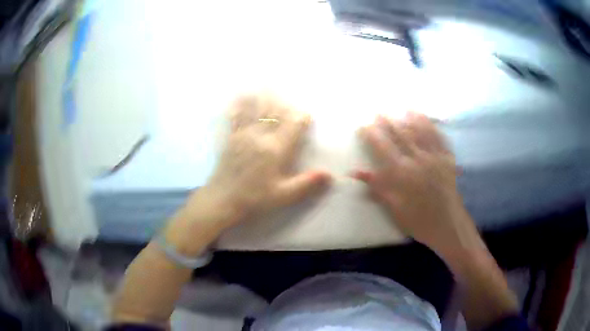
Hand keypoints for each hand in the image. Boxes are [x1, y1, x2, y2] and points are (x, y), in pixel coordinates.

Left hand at [185, 93, 331, 229]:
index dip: (302, 117)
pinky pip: (235, 116)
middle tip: (288, 90)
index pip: (293, 125)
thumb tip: (329, 175)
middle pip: (275, 111)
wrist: (223, 200)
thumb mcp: (283, 196)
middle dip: (283, 101)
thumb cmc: (254, 199)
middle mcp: (260, 136)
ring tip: (266, 81)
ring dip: (262, 95)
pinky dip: (239, 104)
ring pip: (255, 109)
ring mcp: (243, 134)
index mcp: (275, 149)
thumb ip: (306, 184)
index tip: (307, 116)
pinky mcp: (230, 138)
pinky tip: (239, 95)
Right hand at [353, 112, 469, 250]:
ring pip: (421, 131)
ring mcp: (435, 157)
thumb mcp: (394, 208)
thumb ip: (377, 186)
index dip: (372, 135)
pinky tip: (427, 119)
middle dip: (388, 122)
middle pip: (401, 135)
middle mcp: (418, 160)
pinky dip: (432, 126)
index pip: (383, 147)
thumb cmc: (419, 220)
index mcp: (403, 173)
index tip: (363, 126)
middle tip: (379, 111)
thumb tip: (355, 172)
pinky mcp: (448, 159)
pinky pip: (439, 138)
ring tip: (404, 108)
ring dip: (411, 118)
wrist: (448, 226)